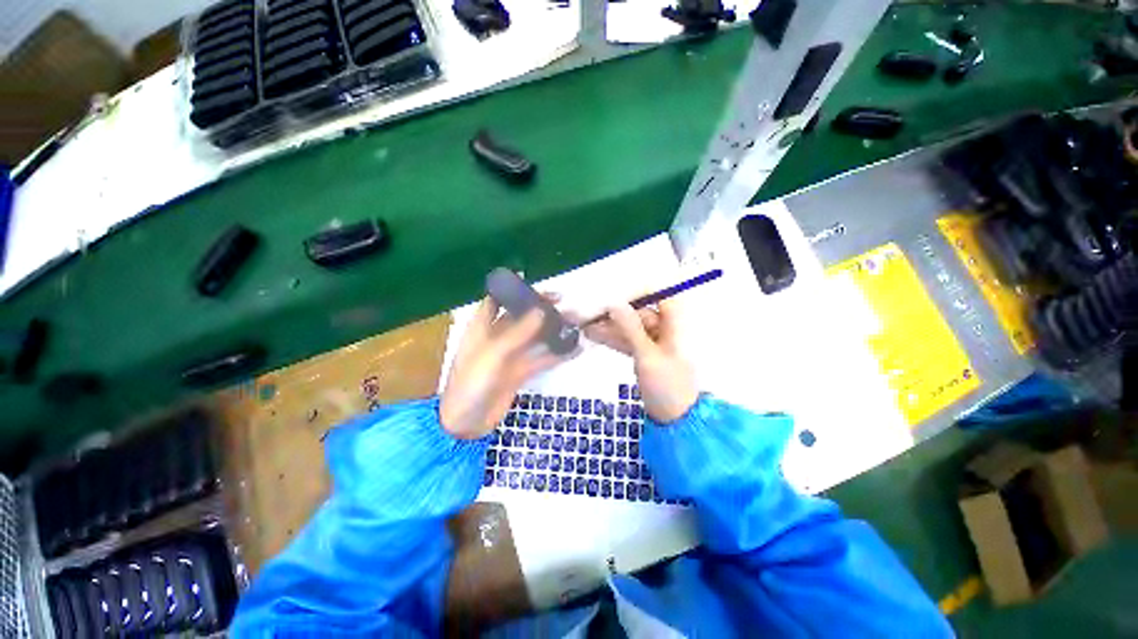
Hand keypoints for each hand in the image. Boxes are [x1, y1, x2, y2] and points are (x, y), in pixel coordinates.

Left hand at [441, 296, 565, 438]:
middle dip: (541, 310)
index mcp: (482, 327)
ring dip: (552, 331)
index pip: (497, 300)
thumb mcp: (493, 354)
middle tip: (565, 305)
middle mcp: (496, 337)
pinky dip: (556, 354)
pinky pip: (540, 359)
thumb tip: (541, 309)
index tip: (537, 287)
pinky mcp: (519, 372)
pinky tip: (574, 349)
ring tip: (574, 323)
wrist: (466, 424)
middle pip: (521, 317)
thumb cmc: (471, 383)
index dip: (514, 290)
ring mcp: (509, 355)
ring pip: (534, 337)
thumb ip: (518, 332)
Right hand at [582, 299, 697, 422]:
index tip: (612, 292)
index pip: (659, 295)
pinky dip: (613, 338)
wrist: (674, 419)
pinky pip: (628, 340)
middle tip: (591, 310)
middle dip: (616, 311)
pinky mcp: (645, 354)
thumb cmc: (667, 385)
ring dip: (610, 325)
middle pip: (640, 312)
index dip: (637, 290)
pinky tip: (593, 334)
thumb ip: (630, 328)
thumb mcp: (647, 355)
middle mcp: (666, 328)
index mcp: (675, 324)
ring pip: (631, 327)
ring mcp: (655, 342)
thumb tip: (614, 303)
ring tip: (586, 322)